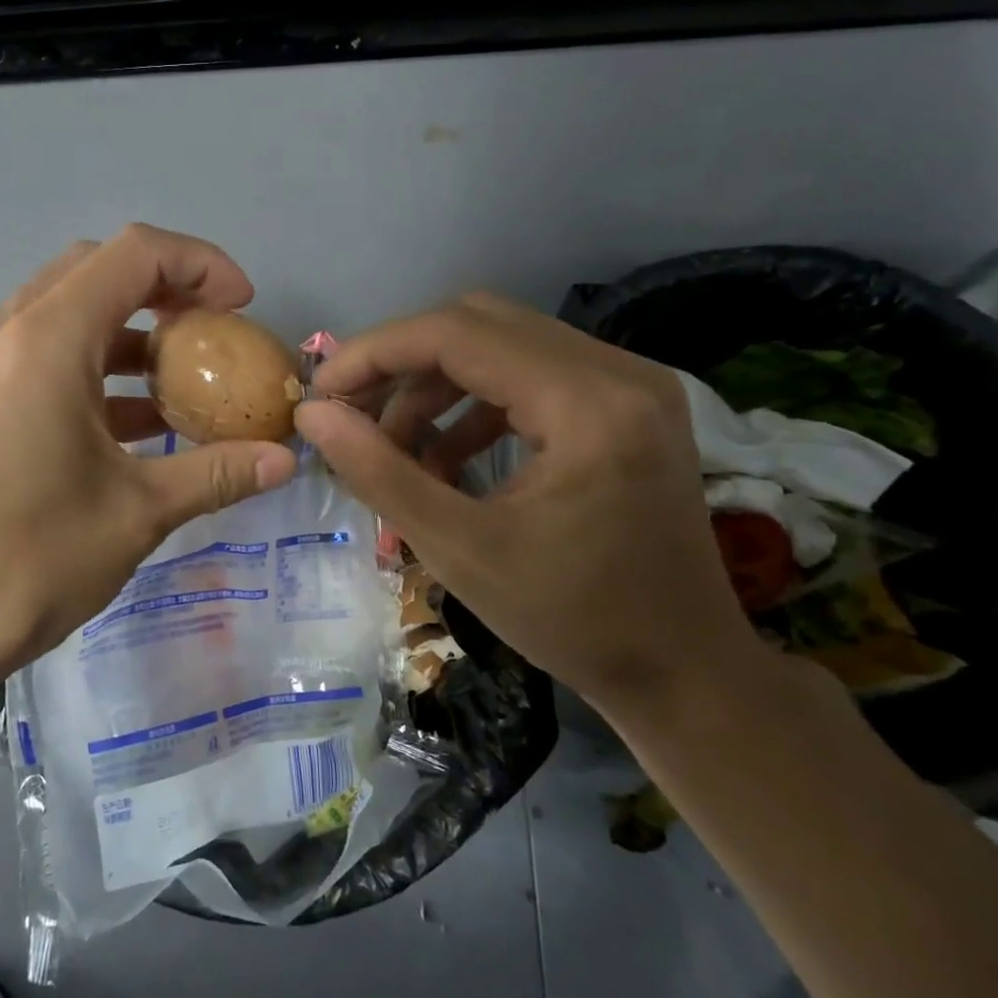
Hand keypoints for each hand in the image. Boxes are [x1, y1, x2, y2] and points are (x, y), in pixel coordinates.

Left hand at [0, 226, 298, 706]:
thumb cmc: (29, 561)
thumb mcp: (137, 514)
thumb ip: (218, 473)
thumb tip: (286, 460)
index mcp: (46, 340)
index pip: (135, 253)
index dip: (201, 265)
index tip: (242, 308)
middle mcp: (4, 331)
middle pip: (96, 269)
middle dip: (164, 289)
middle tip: (211, 335)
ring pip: (64, 311)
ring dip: (127, 331)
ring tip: (180, 381)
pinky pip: (38, 354)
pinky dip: (90, 366)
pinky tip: (130, 422)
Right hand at [293, 292, 756, 713]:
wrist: (685, 673)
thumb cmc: (574, 621)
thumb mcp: (459, 550)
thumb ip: (379, 472)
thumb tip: (312, 415)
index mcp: (588, 403)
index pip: (457, 333)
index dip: (376, 353)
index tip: (322, 392)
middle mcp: (617, 372)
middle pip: (478, 324)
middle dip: (401, 364)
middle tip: (352, 413)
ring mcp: (628, 384)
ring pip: (500, 345)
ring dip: (435, 388)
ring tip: (395, 449)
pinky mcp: (624, 406)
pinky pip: (528, 376)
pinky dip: (473, 407)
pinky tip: (446, 460)